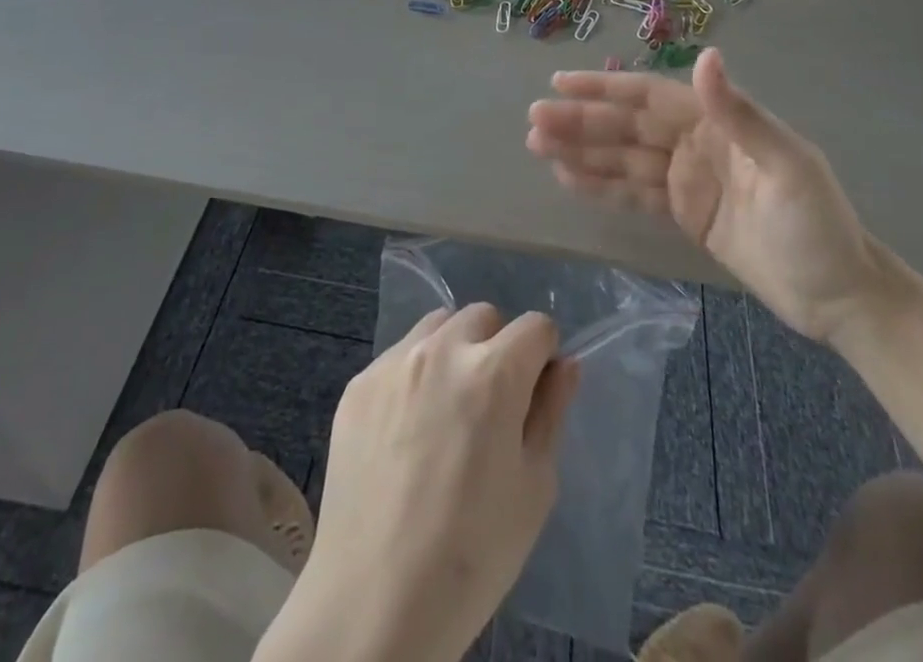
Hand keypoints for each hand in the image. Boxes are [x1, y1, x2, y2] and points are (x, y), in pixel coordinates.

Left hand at [267, 305, 578, 661]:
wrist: (373, 604)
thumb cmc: (472, 555)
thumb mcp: (534, 488)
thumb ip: (551, 412)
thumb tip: (564, 365)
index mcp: (493, 373)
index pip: (536, 327)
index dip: (543, 356)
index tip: (535, 392)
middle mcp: (442, 350)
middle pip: (484, 317)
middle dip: (498, 347)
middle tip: (491, 405)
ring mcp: (394, 363)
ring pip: (438, 327)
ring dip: (453, 351)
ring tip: (446, 410)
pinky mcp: (358, 384)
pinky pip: (398, 356)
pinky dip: (413, 376)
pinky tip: (406, 432)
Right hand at [528, 47, 887, 342]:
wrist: (840, 296)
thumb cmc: (818, 226)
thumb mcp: (787, 166)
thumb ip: (741, 113)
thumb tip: (706, 56)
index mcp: (718, 122)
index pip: (649, 95)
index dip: (604, 87)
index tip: (559, 83)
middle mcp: (696, 142)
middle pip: (627, 126)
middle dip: (580, 122)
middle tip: (532, 122)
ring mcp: (687, 178)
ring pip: (623, 158)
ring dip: (581, 150)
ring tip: (537, 146)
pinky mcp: (684, 213)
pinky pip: (634, 193)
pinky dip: (600, 185)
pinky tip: (568, 177)